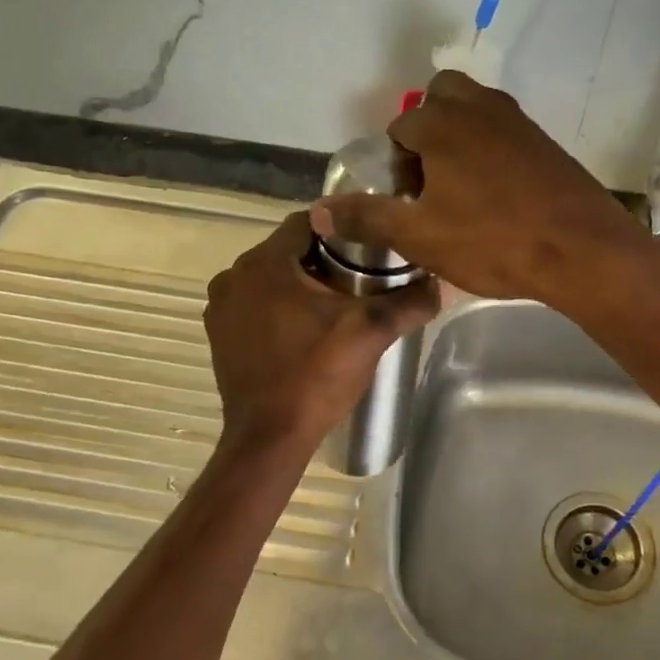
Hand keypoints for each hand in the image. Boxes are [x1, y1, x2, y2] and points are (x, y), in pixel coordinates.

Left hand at [204, 211, 438, 445]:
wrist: (270, 437)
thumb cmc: (316, 376)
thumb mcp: (370, 333)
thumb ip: (408, 302)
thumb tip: (441, 283)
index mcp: (264, 263)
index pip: (308, 222)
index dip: (343, 229)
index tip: (370, 247)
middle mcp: (233, 276)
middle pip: (288, 250)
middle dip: (324, 260)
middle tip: (361, 280)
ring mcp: (220, 307)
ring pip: (270, 278)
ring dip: (300, 285)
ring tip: (337, 306)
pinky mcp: (219, 334)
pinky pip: (254, 304)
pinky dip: (278, 307)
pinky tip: (306, 330)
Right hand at [310, 69, 648, 306]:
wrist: (582, 251)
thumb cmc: (493, 241)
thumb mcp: (419, 237)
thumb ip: (367, 218)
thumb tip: (320, 211)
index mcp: (441, 124)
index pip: (400, 128)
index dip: (395, 166)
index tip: (407, 202)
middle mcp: (479, 107)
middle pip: (439, 98)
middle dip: (427, 132)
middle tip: (431, 182)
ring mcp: (518, 121)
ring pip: (475, 111)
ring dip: (460, 137)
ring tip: (461, 189)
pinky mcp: (546, 142)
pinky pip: (505, 132)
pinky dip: (491, 149)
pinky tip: (498, 195)